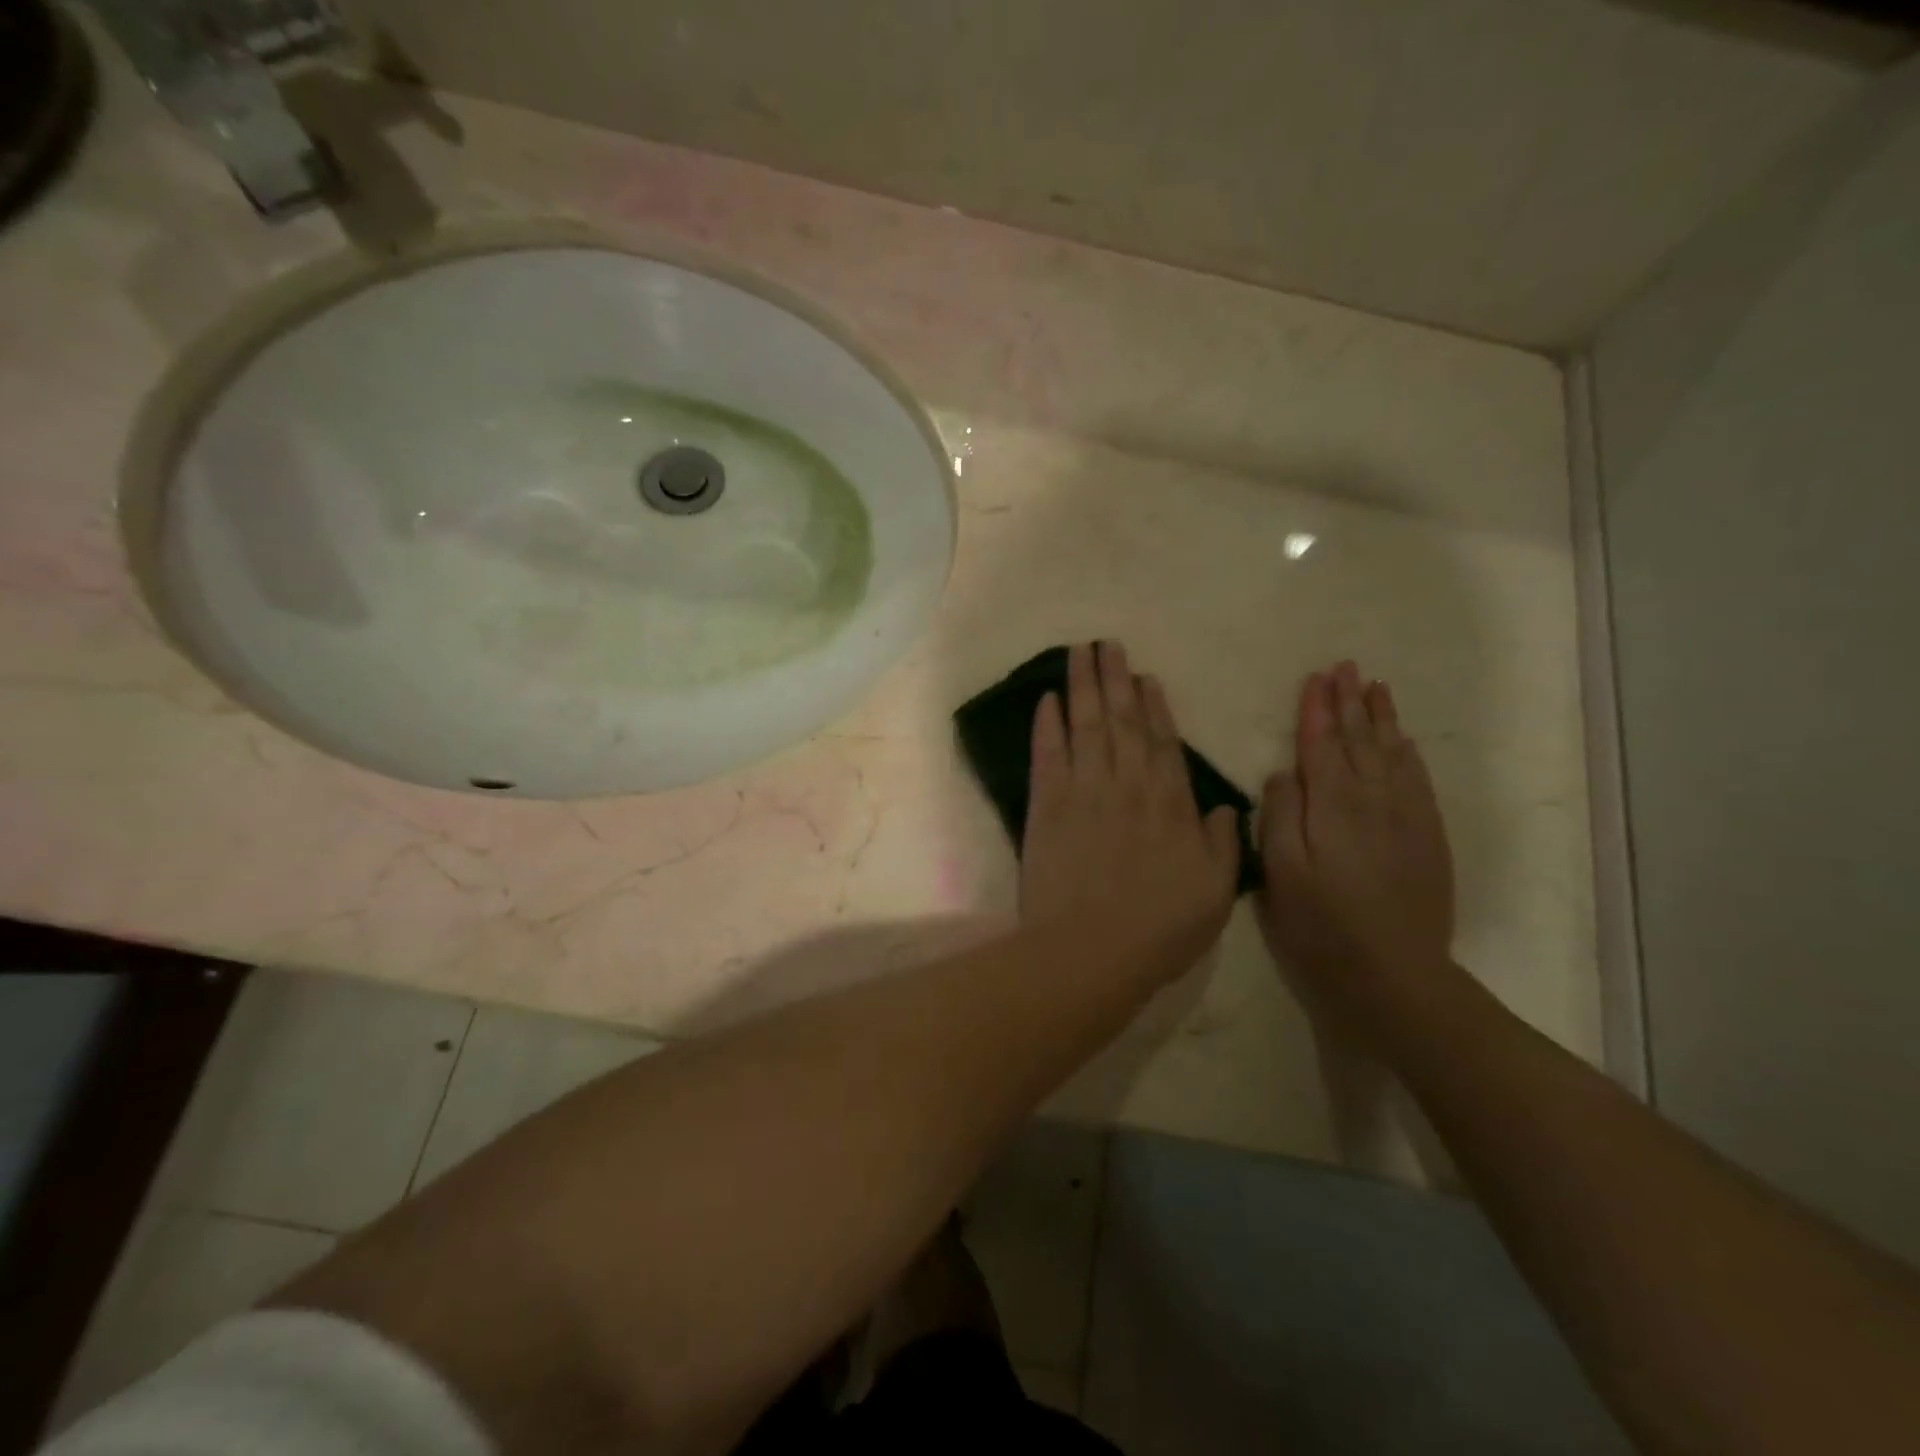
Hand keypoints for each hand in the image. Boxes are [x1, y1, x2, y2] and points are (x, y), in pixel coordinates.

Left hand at [1020, 642, 1240, 980]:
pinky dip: (1047, 724)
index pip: (1162, 742)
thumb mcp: (1216, 891)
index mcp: (1171, 803)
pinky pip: (1048, 753)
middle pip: (1121, 721)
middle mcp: (1128, 784)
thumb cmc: (1160, 927)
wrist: (1091, 949)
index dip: (1153, 706)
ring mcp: (1084, 790)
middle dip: (1114, 680)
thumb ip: (1223, 843)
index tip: (1144, 676)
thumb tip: (1224, 806)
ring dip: (1083, 686)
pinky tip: (1046, 699)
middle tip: (1107, 644)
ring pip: (1086, 725)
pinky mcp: (1046, 805)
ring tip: (1079, 652)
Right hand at [1257, 661, 1455, 1029]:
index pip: (1321, 744)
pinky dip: (1408, 753)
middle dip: (1350, 701)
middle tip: (1346, 667)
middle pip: (1360, 739)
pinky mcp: (1428, 837)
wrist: (1395, 972)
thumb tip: (1284, 773)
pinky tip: (1404, 741)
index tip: (1316, 678)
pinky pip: (1418, 780)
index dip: (1317, 710)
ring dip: (1382, 718)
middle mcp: (1372, 799)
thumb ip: (1278, 815)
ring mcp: (1406, 817)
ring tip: (1376, 687)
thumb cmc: (1321, 924)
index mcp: (1331, 805)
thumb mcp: (1279, 872)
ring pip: (1392, 753)